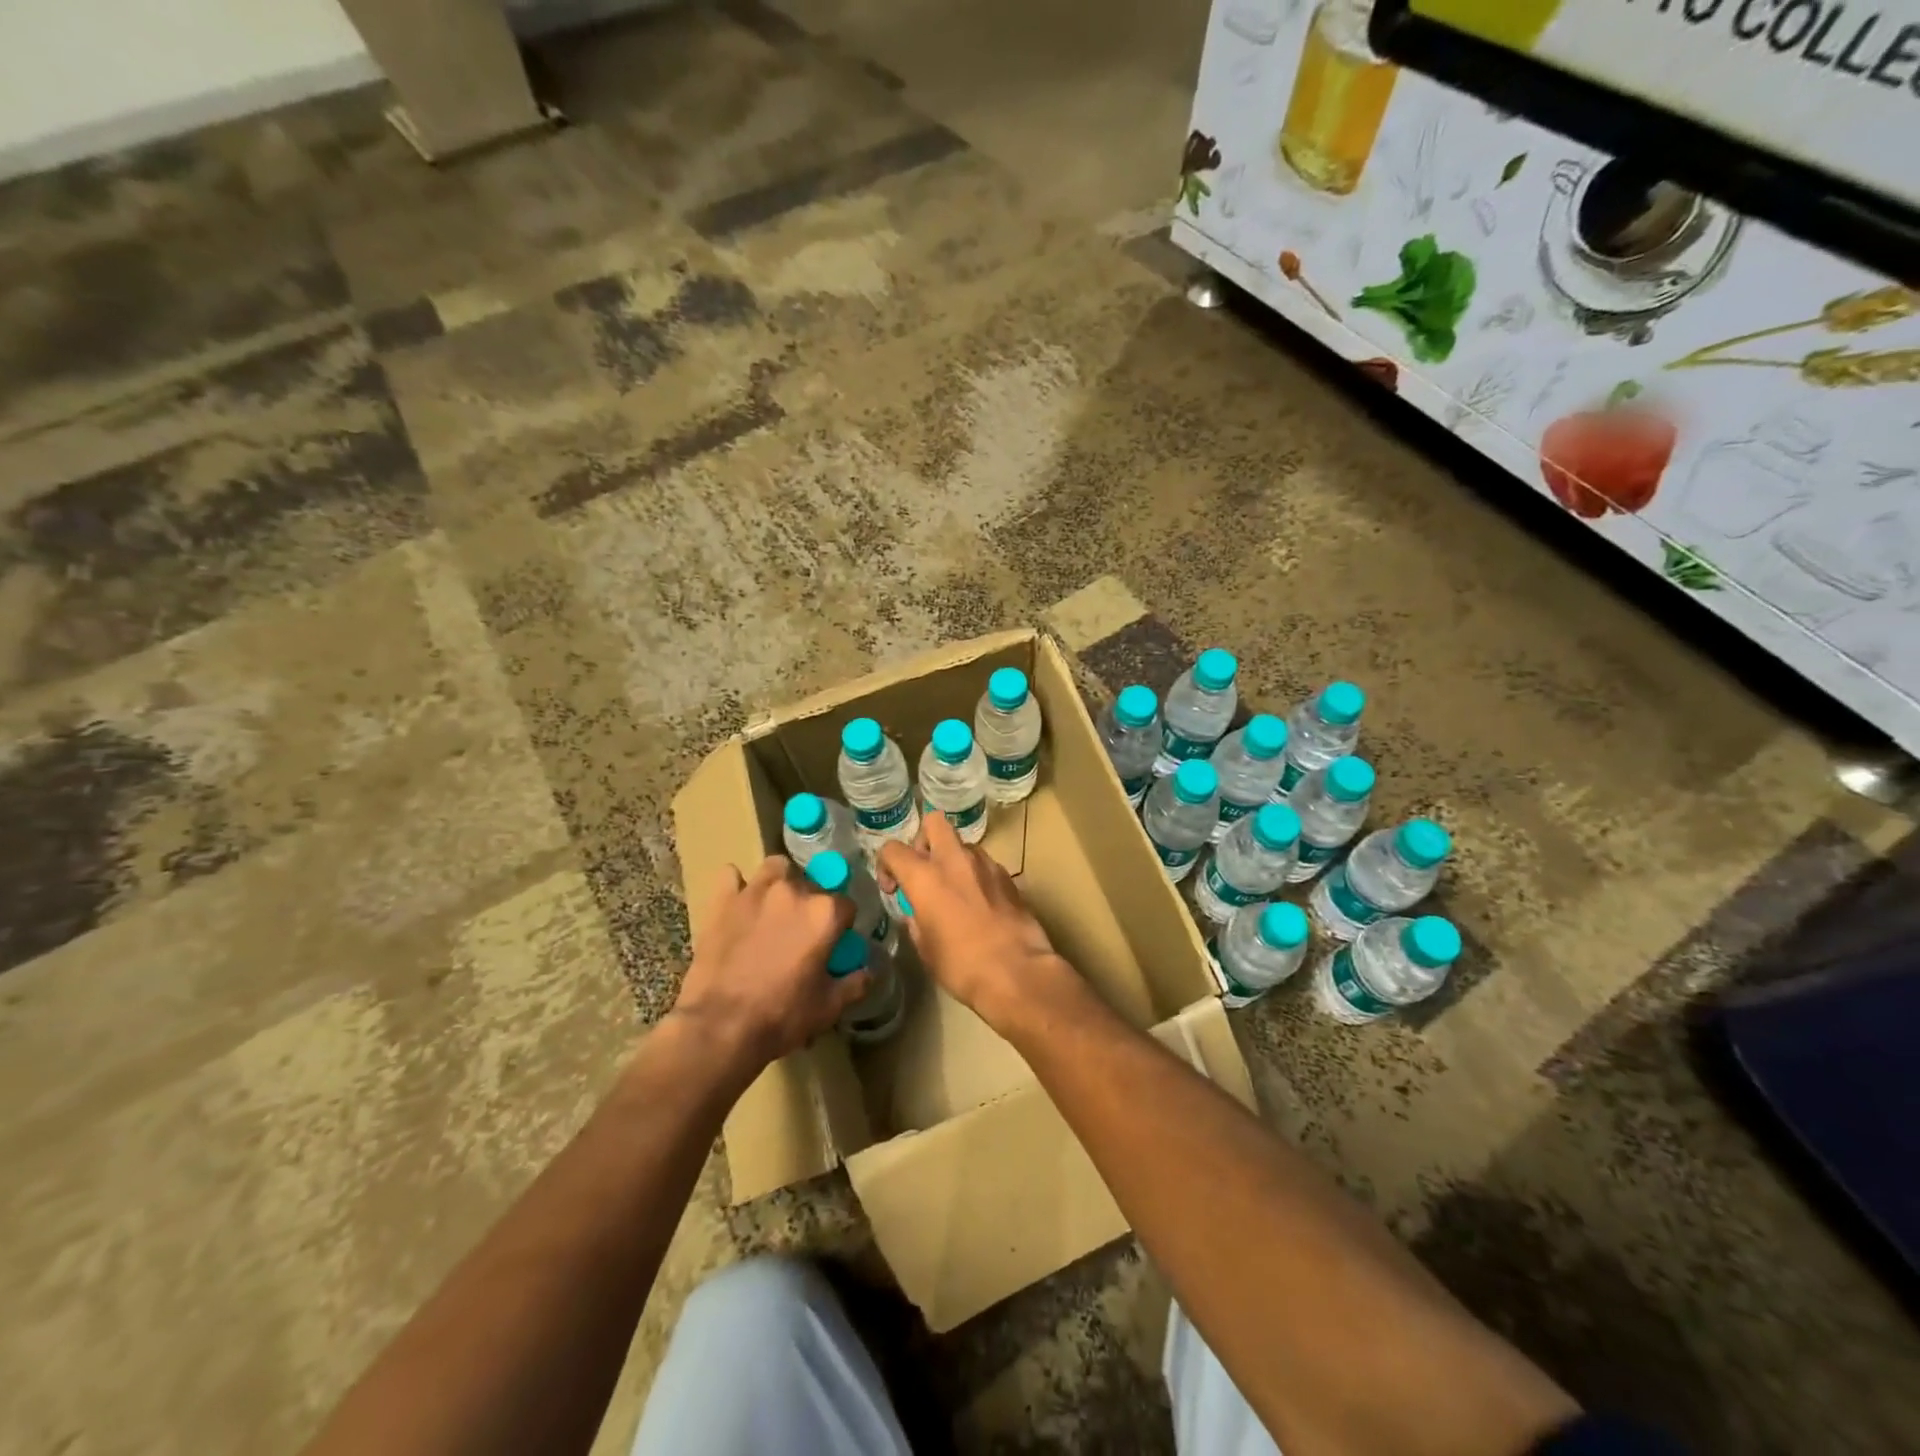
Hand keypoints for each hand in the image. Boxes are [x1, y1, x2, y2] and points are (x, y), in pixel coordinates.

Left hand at [671, 857, 861, 1069]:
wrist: (720, 1027)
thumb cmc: (782, 1016)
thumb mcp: (829, 1007)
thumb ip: (855, 983)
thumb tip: (870, 972)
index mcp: (825, 913)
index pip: (846, 906)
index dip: (842, 926)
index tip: (834, 944)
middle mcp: (794, 891)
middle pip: (812, 885)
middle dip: (812, 905)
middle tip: (802, 934)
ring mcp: (756, 891)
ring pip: (776, 868)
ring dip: (781, 882)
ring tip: (775, 907)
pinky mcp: (723, 901)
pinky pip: (731, 876)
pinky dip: (737, 885)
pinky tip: (739, 903)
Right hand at [877, 813, 1068, 1030]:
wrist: (1017, 972)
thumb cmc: (961, 965)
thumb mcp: (925, 948)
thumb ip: (916, 920)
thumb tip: (917, 912)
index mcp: (925, 876)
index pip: (893, 849)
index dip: (886, 865)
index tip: (894, 889)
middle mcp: (955, 860)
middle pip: (934, 822)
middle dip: (924, 840)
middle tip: (925, 871)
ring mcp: (986, 864)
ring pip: (963, 844)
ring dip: (953, 860)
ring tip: (955, 892)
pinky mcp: (1008, 877)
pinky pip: (984, 865)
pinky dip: (976, 876)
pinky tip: (980, 905)